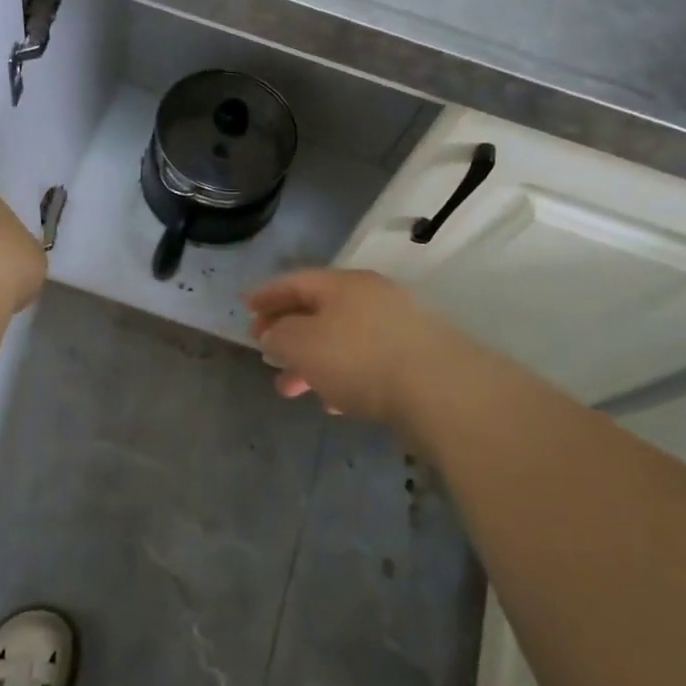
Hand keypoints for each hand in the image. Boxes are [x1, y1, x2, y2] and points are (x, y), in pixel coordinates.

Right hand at [246, 268, 468, 426]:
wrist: (441, 391)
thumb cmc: (360, 359)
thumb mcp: (303, 344)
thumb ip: (279, 336)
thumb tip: (273, 334)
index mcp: (343, 284)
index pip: (295, 281)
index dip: (266, 294)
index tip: (244, 308)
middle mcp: (371, 298)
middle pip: (318, 311)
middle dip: (287, 334)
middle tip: (264, 356)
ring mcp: (397, 328)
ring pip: (341, 340)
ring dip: (312, 362)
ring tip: (290, 389)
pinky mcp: (414, 360)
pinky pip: (366, 364)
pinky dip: (342, 378)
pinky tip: (334, 404)